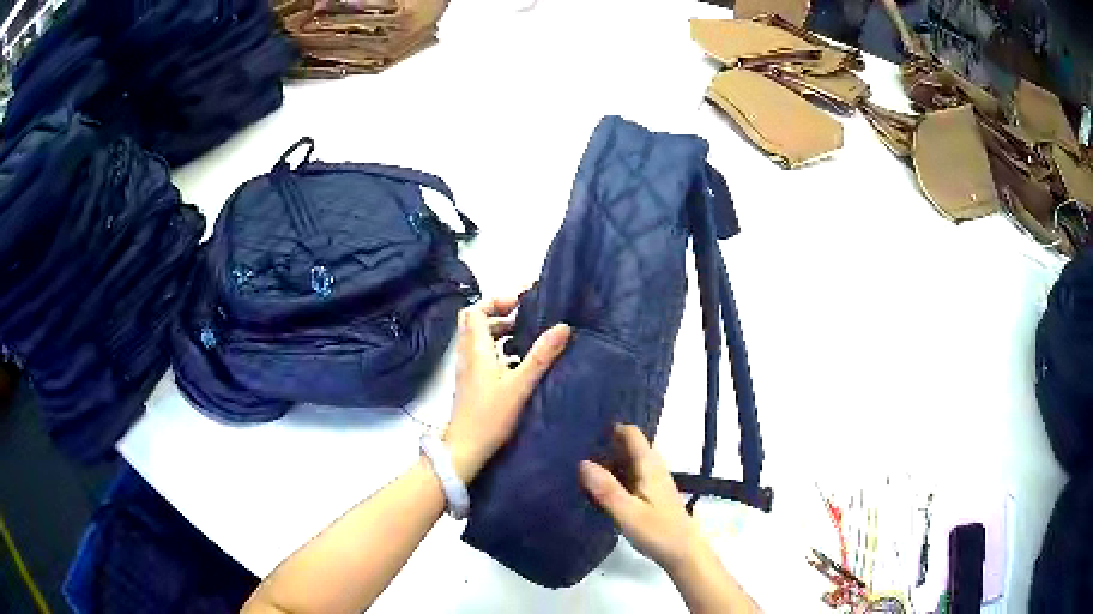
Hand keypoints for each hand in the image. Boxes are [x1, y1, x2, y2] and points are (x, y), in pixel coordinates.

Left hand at [444, 296, 570, 483]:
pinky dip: (498, 350)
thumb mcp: (520, 385)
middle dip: (497, 314)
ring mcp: (467, 369)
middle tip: (522, 317)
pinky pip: (481, 355)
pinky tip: (518, 364)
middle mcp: (467, 354)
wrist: (465, 448)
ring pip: (478, 339)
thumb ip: (540, 356)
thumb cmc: (490, 416)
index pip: (475, 310)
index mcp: (476, 349)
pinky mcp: (471, 383)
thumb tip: (563, 326)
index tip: (519, 304)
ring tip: (526, 338)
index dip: (495, 301)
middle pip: (473, 322)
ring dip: (498, 333)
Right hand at [579, 424, 706, 573]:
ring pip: (632, 462)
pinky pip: (633, 476)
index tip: (587, 430)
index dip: (612, 429)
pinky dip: (618, 476)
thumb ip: (606, 489)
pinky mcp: (653, 496)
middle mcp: (654, 469)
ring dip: (612, 462)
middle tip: (578, 450)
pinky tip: (602, 490)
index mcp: (649, 466)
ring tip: (583, 468)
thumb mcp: (627, 512)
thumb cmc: (657, 531)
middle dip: (608, 445)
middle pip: (631, 447)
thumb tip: (582, 463)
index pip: (632, 434)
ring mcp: (655, 482)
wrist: (684, 553)